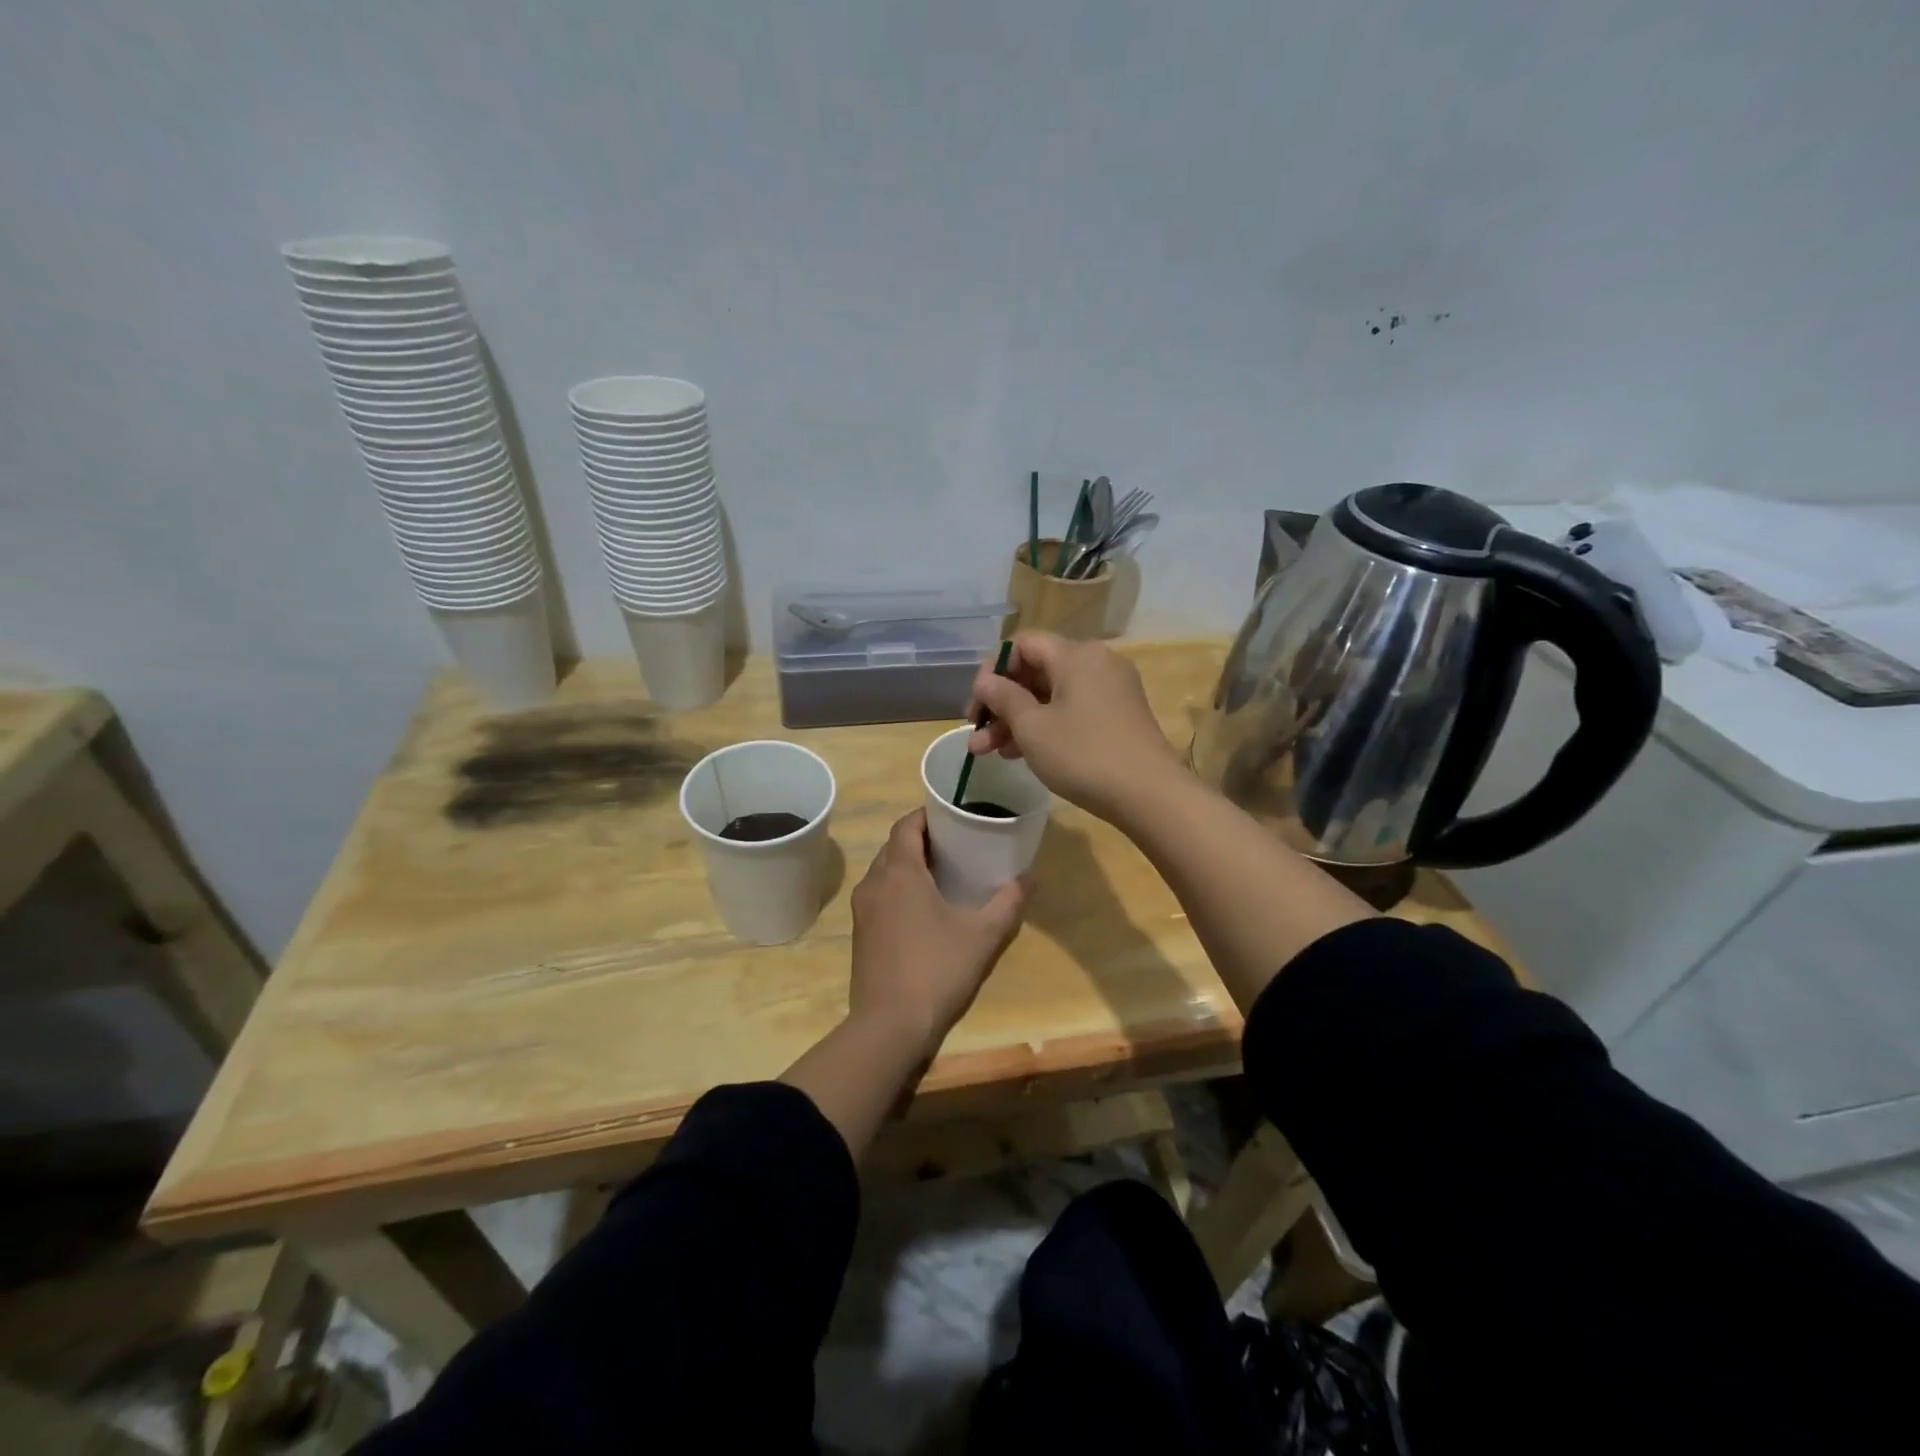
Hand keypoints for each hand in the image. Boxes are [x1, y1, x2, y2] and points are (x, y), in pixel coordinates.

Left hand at [848, 809, 1026, 1057]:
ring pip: (884, 871)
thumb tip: (1030, 878)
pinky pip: (879, 895)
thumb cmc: (937, 970)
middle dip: (921, 839)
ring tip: (943, 873)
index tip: (953, 816)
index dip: (928, 815)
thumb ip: (1008, 903)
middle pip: (894, 846)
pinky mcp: (860, 933)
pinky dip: (899, 889)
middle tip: (956, 844)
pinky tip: (924, 908)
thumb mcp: (982, 936)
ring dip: (909, 865)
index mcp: (899, 873)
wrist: (889, 1025)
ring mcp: (863, 910)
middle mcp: (874, 883)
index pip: (906, 825)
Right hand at [966, 632, 1183, 820]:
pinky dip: (1046, 726)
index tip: (977, 705)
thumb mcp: (1033, 728)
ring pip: (1052, 696)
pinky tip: (1021, 754)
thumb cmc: (1084, 755)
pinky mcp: (1118, 715)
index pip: (1023, 644)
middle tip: (976, 735)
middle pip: (1037, 671)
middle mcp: (1096, 663)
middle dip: (1002, 703)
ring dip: (1018, 720)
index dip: (993, 670)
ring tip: (989, 753)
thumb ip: (1004, 698)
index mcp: (1076, 655)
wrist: (1149, 794)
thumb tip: (986, 681)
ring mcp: (1111, 690)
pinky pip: (1072, 710)